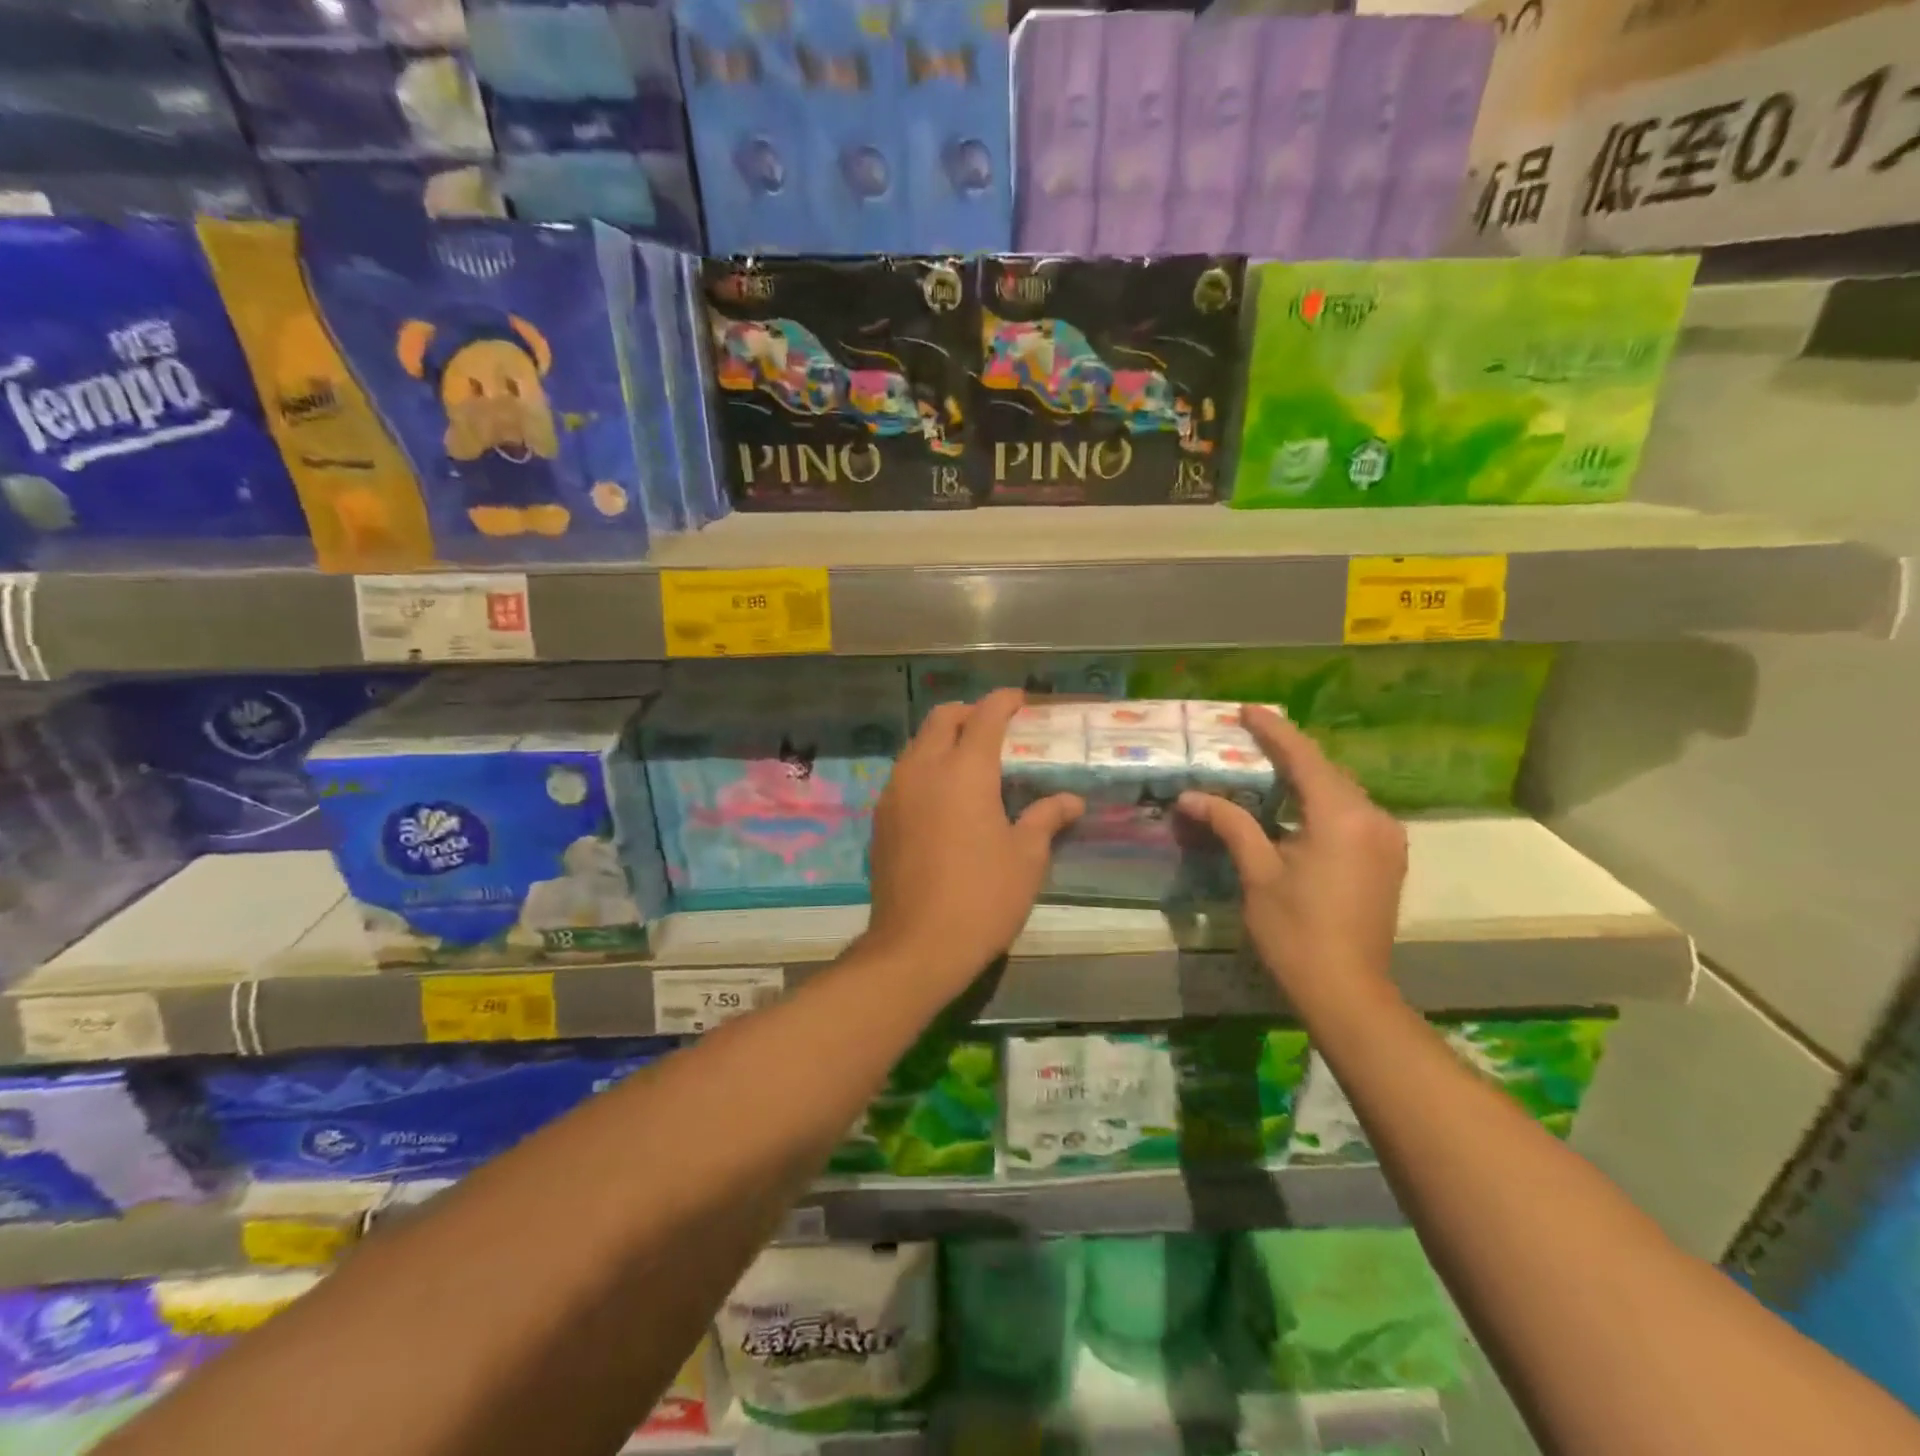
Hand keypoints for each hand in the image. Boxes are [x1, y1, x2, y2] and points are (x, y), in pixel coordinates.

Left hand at [866, 689, 1083, 985]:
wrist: (917, 945)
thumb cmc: (982, 897)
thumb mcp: (1026, 859)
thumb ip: (1045, 818)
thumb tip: (1070, 800)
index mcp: (965, 771)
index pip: (985, 716)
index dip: (1004, 702)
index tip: (1020, 700)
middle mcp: (924, 769)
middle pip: (942, 719)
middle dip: (969, 713)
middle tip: (994, 728)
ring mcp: (895, 792)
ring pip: (917, 744)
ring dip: (943, 739)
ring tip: (968, 761)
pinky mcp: (880, 818)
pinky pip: (903, 774)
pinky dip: (925, 767)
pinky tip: (942, 797)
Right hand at [1177, 706, 1405, 1010]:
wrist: (1348, 992)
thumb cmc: (1296, 932)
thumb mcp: (1258, 874)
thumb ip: (1230, 825)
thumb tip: (1191, 797)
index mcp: (1342, 817)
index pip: (1304, 758)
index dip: (1274, 731)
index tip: (1247, 710)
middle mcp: (1373, 819)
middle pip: (1326, 771)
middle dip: (1289, 752)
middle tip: (1250, 737)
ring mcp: (1387, 840)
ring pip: (1340, 792)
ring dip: (1305, 778)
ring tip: (1267, 767)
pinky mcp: (1387, 859)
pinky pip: (1351, 813)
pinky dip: (1320, 802)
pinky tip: (1295, 807)